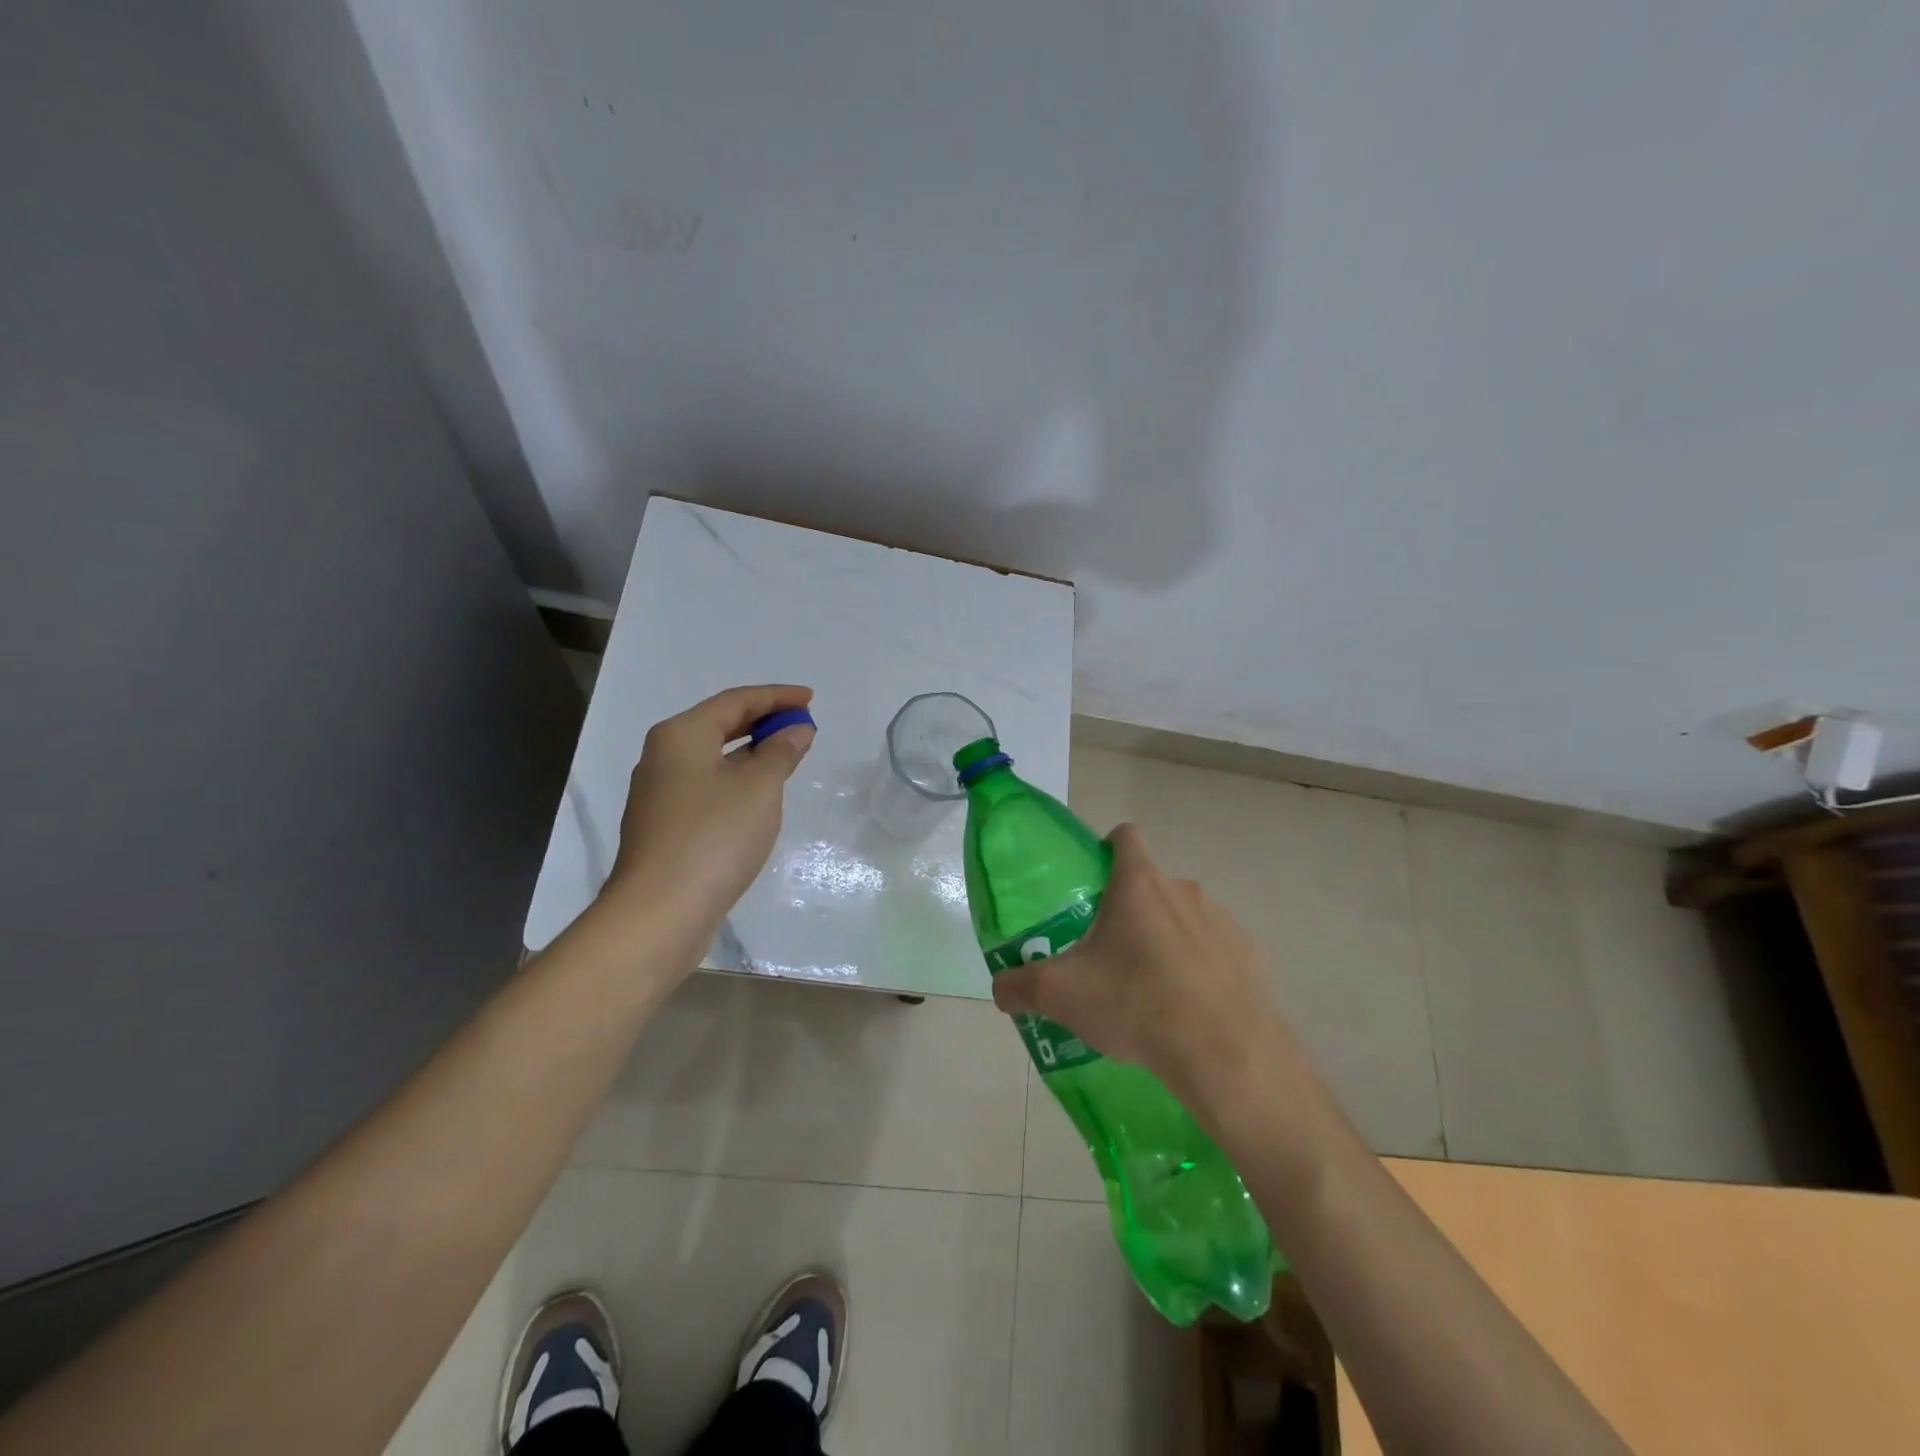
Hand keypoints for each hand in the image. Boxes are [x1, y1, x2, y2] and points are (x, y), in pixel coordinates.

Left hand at [598, 684, 815, 944]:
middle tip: (802, 725)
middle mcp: (663, 756)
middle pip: (720, 725)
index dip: (777, 696)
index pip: (735, 701)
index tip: (812, 699)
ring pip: (713, 759)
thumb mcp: (759, 788)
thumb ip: (781, 752)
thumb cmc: (714, 836)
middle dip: (763, 722)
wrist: (660, 911)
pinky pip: (707, 787)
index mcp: (681, 735)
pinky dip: (736, 781)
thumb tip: (796, 730)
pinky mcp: (665, 826)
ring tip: (787, 758)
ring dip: (751, 753)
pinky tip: (759, 797)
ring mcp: (660, 794)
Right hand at [988, 823, 1299, 1107]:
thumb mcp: (1061, 996)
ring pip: (1183, 918)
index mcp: (1138, 884)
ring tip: (1149, 992)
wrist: (1225, 1055)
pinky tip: (1188, 1010)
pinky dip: (1199, 969)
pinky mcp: (1249, 955)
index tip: (1093, 883)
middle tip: (1108, 956)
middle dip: (1129, 911)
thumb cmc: (1136, 1004)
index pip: (1125, 836)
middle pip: (1150, 885)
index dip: (1107, 848)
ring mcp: (1222, 921)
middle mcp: (1183, 890)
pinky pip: (1215, 950)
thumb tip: (1000, 988)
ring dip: (1165, 940)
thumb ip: (1020, 986)